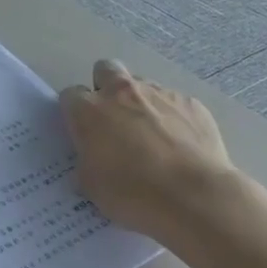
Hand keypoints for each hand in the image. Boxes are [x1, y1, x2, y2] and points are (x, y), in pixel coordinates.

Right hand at [60, 60, 241, 245]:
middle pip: (106, 70)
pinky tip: (182, 146)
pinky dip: (174, 119)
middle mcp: (121, 92)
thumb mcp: (92, 185)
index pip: (71, 95)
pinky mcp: (191, 103)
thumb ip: (87, 160)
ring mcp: (159, 93)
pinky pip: (176, 104)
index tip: (84, 132)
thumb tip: (94, 156)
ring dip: (142, 104)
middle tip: (114, 120)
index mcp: (89, 110)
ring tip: (154, 137)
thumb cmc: (133, 193)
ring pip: (143, 86)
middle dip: (106, 88)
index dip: (76, 113)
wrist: (195, 198)